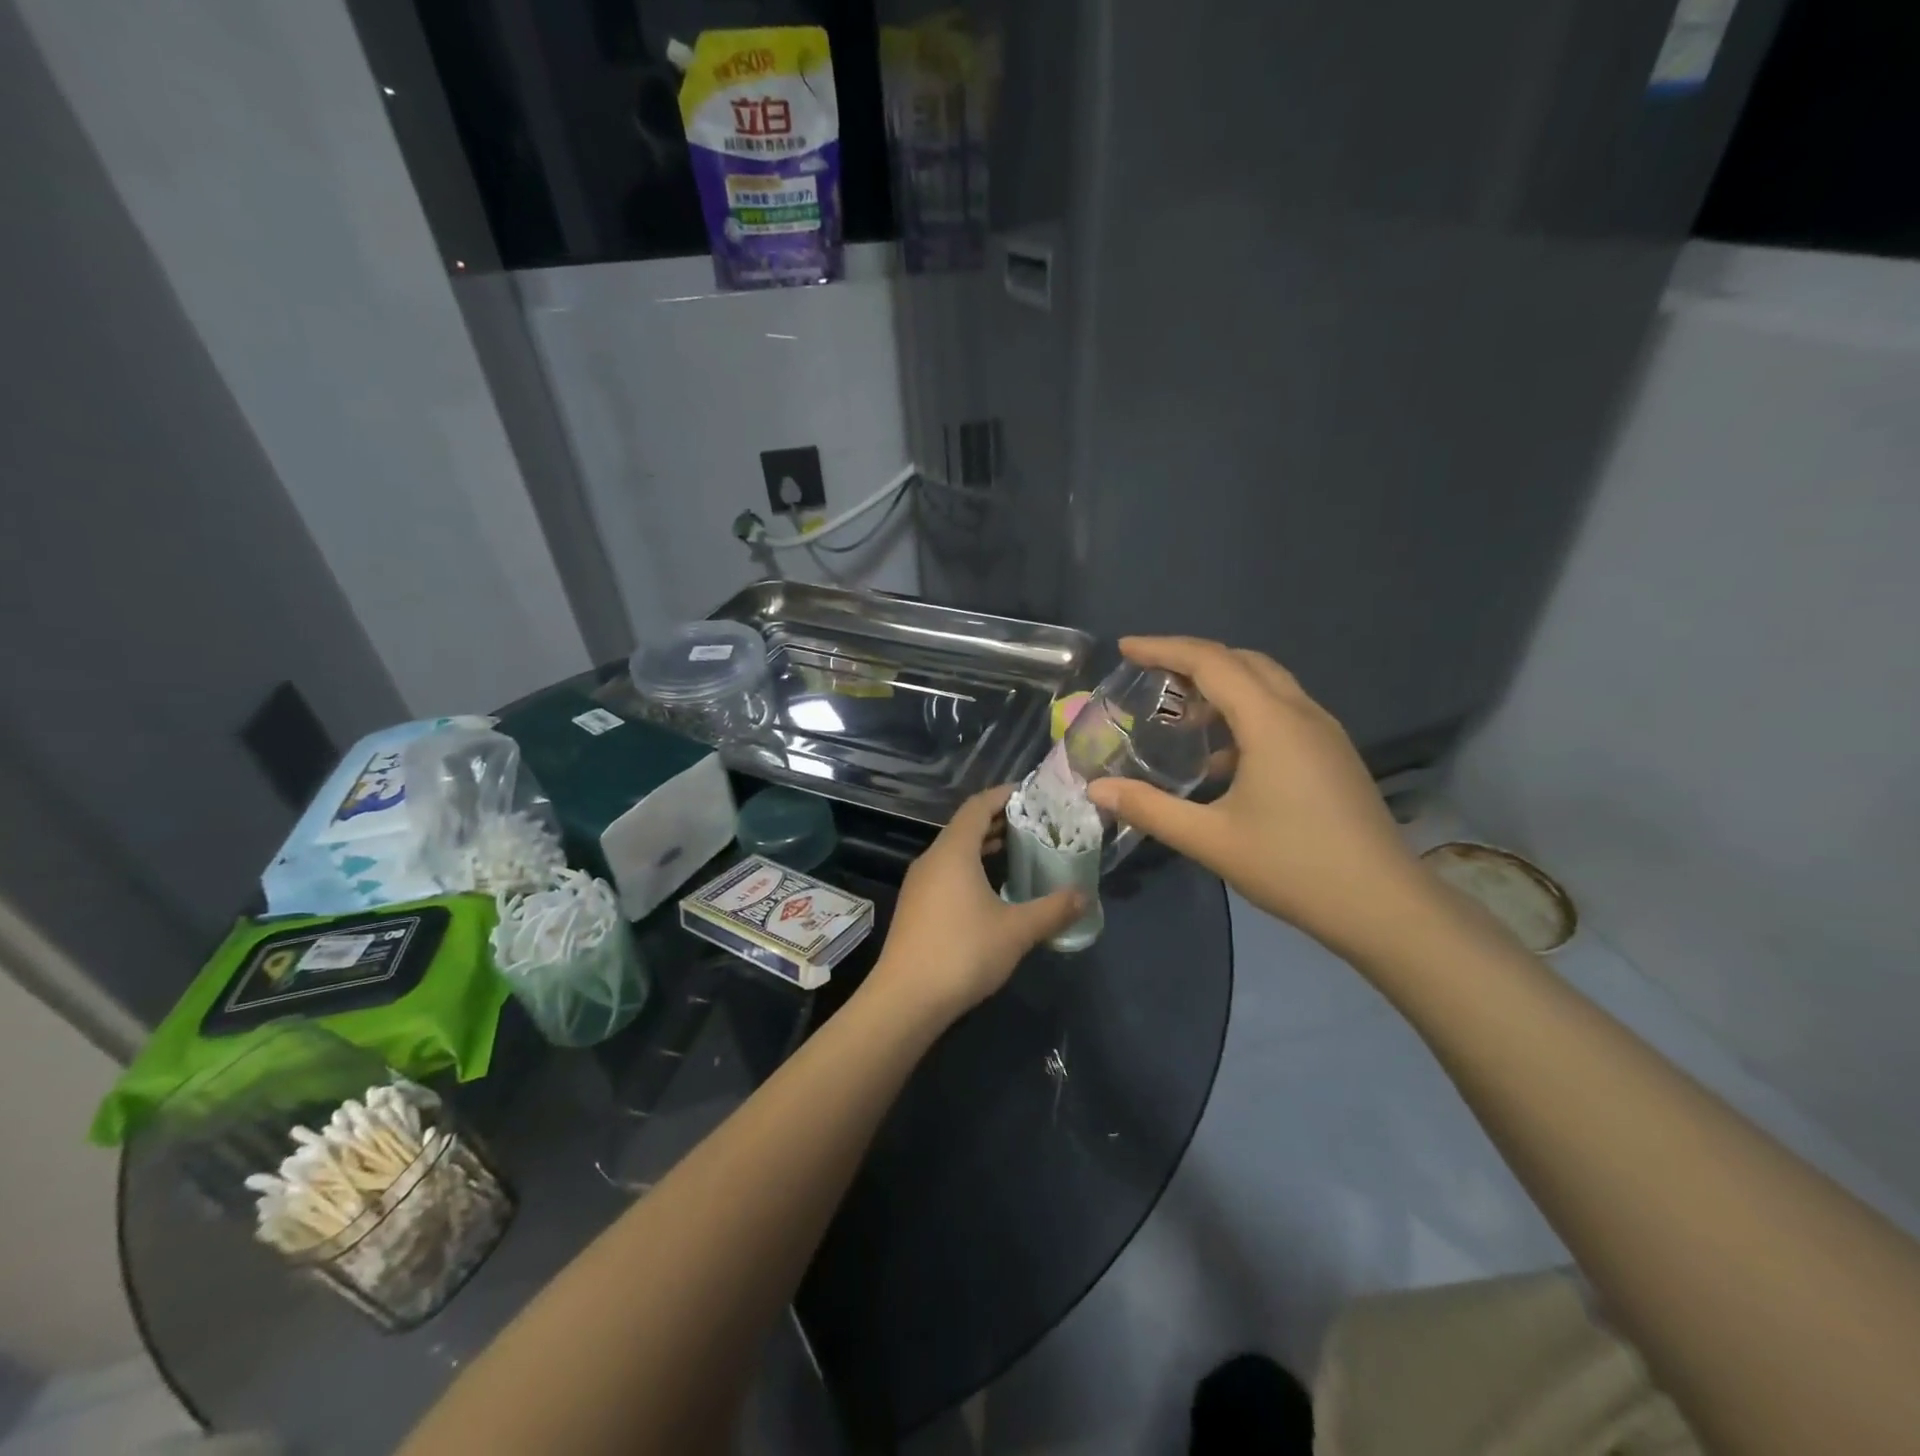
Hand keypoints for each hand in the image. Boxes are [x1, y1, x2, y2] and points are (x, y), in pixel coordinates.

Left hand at [873, 785, 1084, 1017]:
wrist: (906, 999)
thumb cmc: (963, 953)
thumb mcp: (1017, 931)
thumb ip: (1053, 910)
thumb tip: (1084, 896)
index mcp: (953, 852)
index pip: (978, 806)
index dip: (1004, 795)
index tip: (1032, 794)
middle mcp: (932, 859)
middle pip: (965, 827)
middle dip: (999, 821)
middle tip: (1034, 824)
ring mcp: (919, 884)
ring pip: (954, 851)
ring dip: (984, 846)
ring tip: (1018, 852)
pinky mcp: (915, 907)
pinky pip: (946, 872)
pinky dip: (970, 868)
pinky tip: (991, 889)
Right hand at [1086, 637, 1428, 958]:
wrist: (1385, 906)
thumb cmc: (1294, 867)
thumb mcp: (1211, 840)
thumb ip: (1150, 808)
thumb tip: (1097, 789)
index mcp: (1271, 722)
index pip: (1211, 662)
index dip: (1164, 648)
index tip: (1126, 648)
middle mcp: (1302, 713)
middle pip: (1243, 661)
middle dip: (1193, 659)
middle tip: (1150, 677)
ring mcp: (1324, 733)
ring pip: (1267, 684)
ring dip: (1222, 685)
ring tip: (1181, 713)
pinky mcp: (1333, 755)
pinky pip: (1282, 711)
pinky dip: (1245, 712)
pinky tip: (1222, 756)